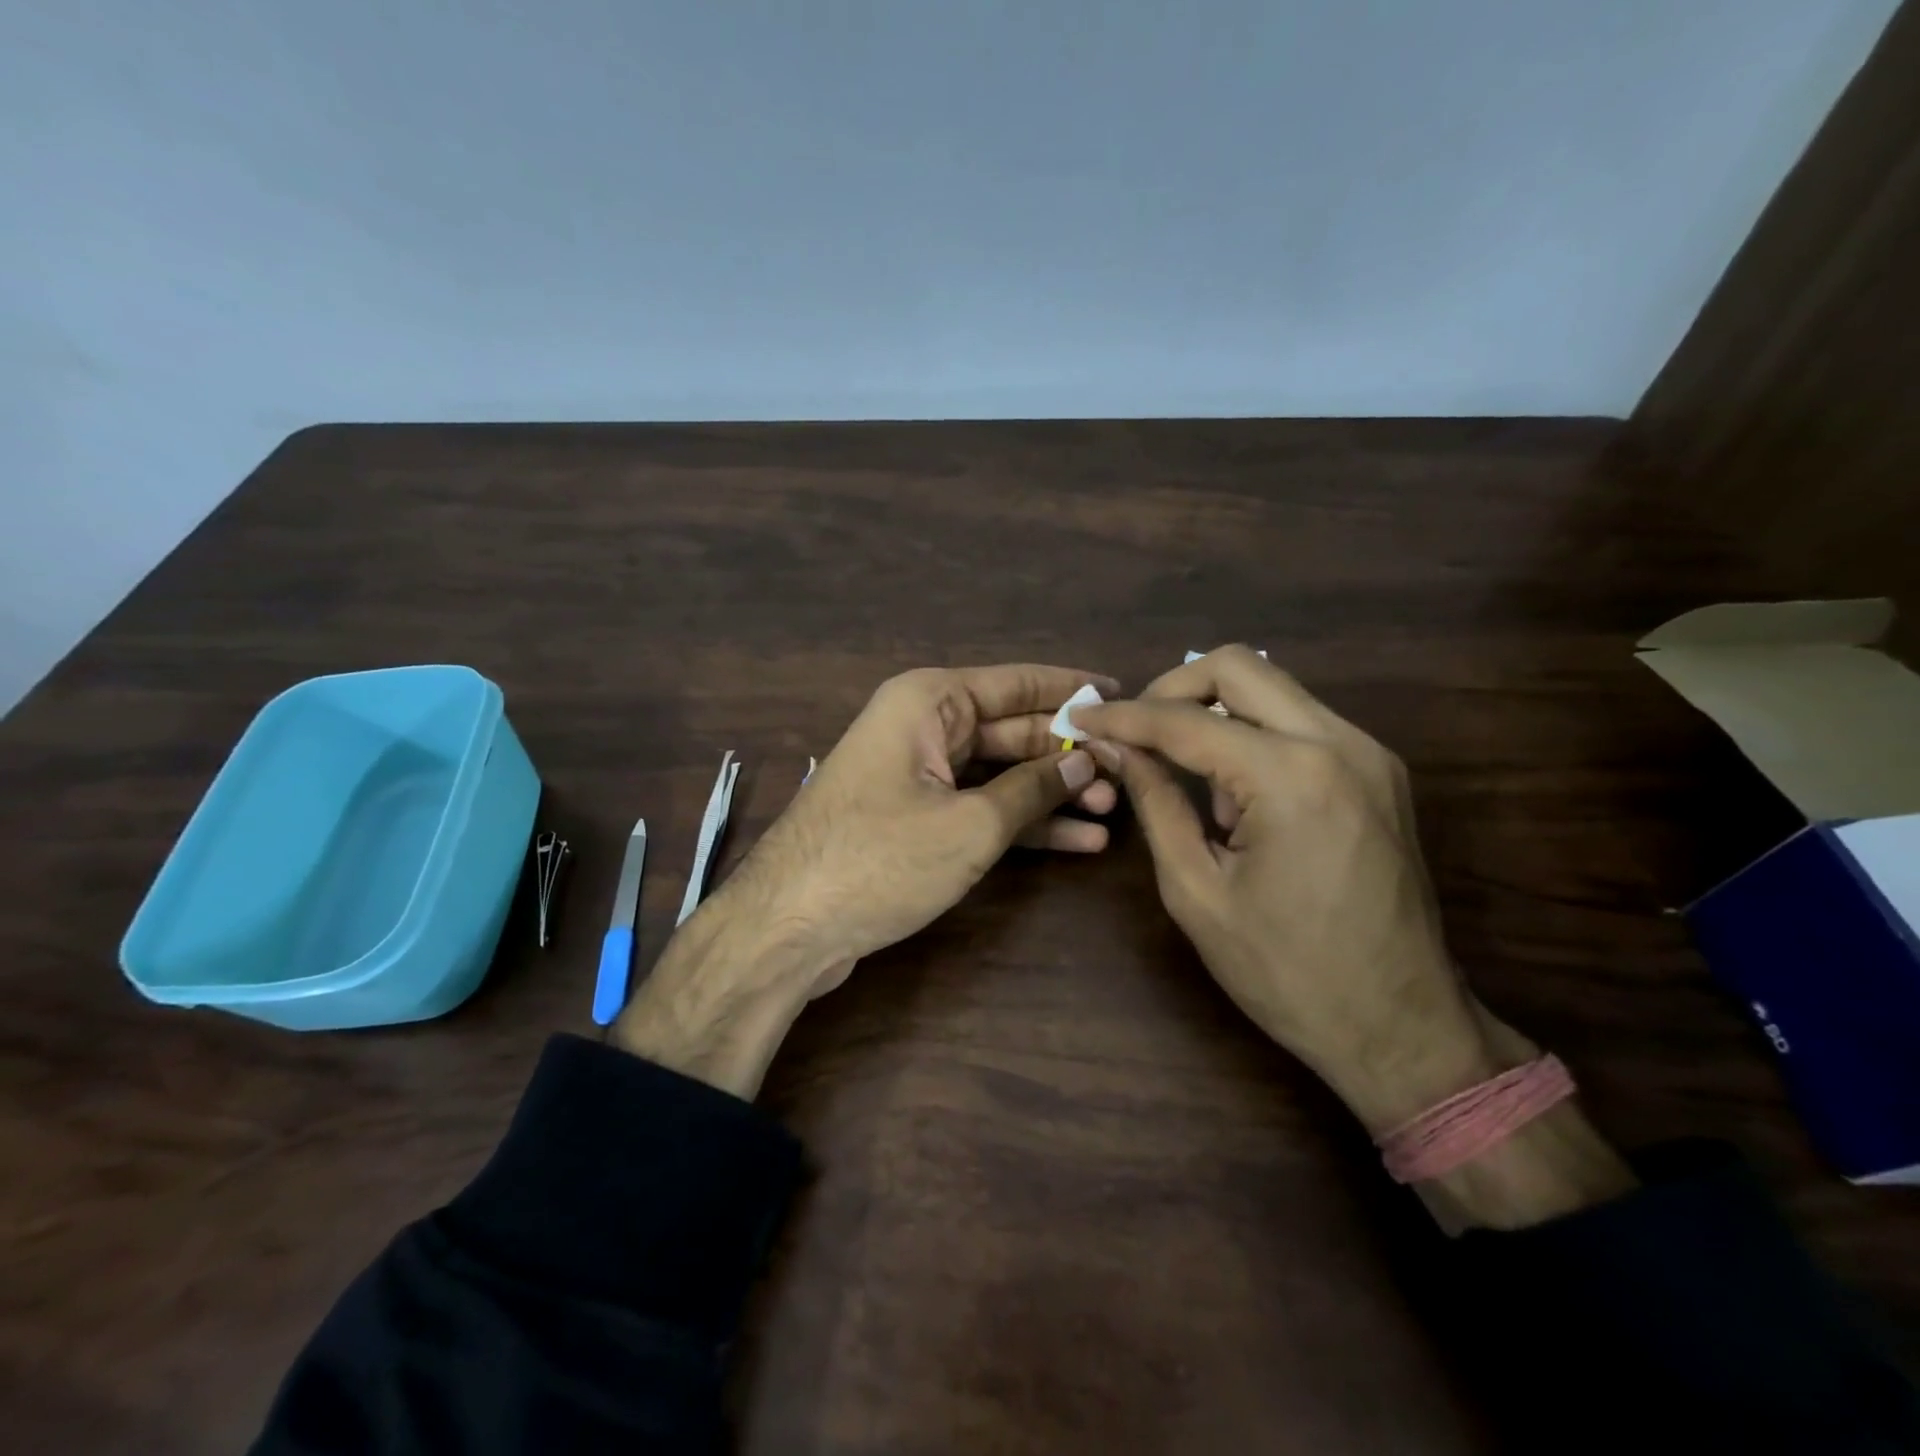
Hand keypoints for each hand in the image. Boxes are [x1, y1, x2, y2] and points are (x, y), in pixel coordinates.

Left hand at [614, 663, 1118, 1095]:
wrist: (790, 927)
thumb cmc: (880, 859)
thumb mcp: (969, 824)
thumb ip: (1033, 789)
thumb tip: (1087, 762)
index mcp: (929, 702)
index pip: (1017, 683)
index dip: (1071, 689)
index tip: (1122, 696)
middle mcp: (923, 726)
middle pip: (1011, 730)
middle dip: (1066, 754)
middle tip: (1127, 773)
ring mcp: (917, 773)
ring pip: (998, 773)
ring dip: (1050, 793)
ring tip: (1110, 812)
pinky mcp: (915, 816)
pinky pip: (979, 806)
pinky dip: (1021, 822)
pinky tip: (1076, 841)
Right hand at [1070, 647, 1493, 1133]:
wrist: (1401, 1027)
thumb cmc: (1286, 973)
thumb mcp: (1196, 891)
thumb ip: (1155, 804)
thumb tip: (1119, 748)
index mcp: (1290, 777)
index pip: (1185, 721)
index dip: (1124, 717)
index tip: (1081, 719)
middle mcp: (1338, 744)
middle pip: (1237, 665)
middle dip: (1171, 687)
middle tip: (1133, 729)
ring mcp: (1369, 753)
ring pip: (1273, 687)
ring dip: (1215, 712)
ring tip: (1187, 775)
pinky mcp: (1380, 771)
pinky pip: (1300, 721)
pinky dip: (1253, 735)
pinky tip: (1236, 793)